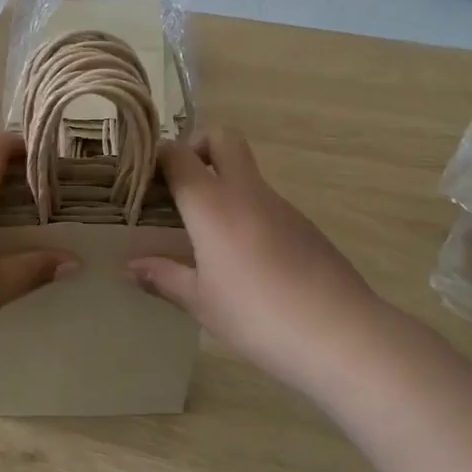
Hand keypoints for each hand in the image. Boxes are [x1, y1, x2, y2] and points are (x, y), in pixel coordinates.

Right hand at [130, 129, 380, 390]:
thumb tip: (130, 266)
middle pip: (222, 137)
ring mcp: (281, 205)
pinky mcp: (305, 225)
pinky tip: (246, 260)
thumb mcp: (201, 302)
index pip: (178, 154)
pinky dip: (247, 213)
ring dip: (223, 186)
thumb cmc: (257, 315)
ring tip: (207, 236)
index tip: (144, 181)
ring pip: (246, 173)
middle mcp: (246, 192)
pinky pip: (266, 203)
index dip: (156, 157)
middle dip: (198, 147)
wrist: (341, 334)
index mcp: (212, 203)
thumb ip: (163, 277)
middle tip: (182, 188)